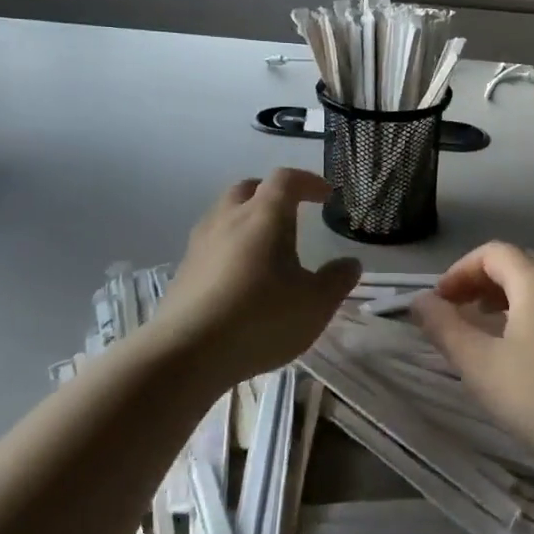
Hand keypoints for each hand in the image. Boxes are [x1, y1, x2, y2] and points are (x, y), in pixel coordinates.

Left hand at [150, 169, 361, 387]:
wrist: (187, 353)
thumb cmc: (261, 319)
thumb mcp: (315, 304)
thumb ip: (337, 280)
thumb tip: (350, 263)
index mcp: (264, 215)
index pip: (286, 179)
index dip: (308, 181)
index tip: (326, 195)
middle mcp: (229, 218)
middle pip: (249, 189)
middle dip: (272, 194)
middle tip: (291, 212)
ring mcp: (200, 243)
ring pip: (224, 214)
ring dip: (246, 219)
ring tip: (264, 246)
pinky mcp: (183, 271)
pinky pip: (210, 244)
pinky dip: (228, 247)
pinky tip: (238, 277)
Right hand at [409, 242, 533, 479]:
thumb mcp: (480, 365)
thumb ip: (445, 328)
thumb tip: (419, 301)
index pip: (492, 253)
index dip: (459, 271)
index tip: (439, 301)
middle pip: (517, 263)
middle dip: (481, 281)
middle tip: (456, 310)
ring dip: (505, 295)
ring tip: (484, 325)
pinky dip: (530, 310)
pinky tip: (521, 346)